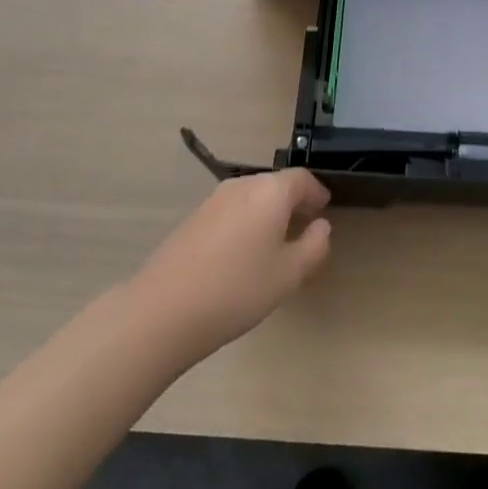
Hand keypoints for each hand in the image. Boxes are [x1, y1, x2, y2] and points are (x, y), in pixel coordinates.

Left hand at [129, 170, 333, 361]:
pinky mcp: (193, 219)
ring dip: (267, 213)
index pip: (302, 179)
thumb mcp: (289, 274)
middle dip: (292, 202)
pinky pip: (230, 212)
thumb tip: (321, 226)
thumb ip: (314, 246)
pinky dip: (244, 224)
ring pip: (251, 198)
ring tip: (274, 245)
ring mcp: (213, 201)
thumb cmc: (238, 289)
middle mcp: (242, 186)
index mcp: (270, 191)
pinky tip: (241, 256)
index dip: (317, 192)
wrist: (163, 310)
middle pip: (275, 185)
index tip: (324, 209)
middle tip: (304, 228)